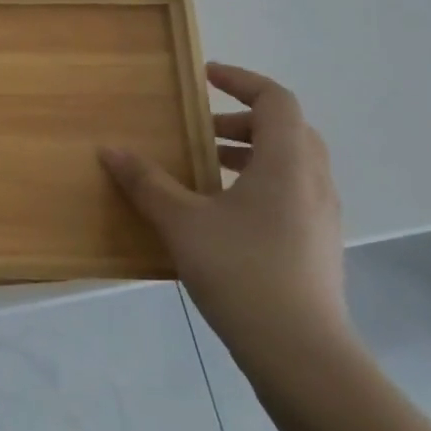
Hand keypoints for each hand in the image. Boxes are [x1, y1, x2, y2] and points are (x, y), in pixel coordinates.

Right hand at [99, 63, 348, 375]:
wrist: (301, 353)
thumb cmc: (241, 271)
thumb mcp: (182, 222)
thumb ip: (146, 182)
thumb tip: (110, 150)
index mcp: (286, 163)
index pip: (275, 100)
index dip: (241, 80)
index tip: (204, 77)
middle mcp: (312, 181)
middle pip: (285, 130)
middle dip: (240, 121)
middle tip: (197, 129)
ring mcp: (320, 216)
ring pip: (289, 164)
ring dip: (247, 155)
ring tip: (202, 169)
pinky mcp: (317, 245)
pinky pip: (290, 193)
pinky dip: (256, 184)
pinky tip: (220, 213)